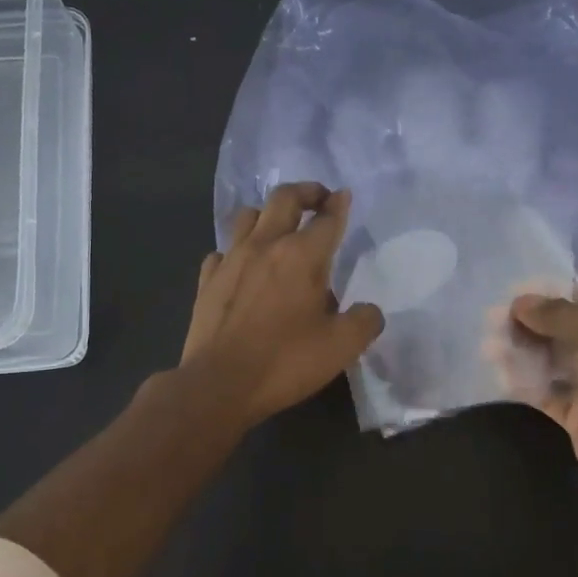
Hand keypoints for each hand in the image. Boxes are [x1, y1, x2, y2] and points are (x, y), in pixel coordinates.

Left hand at [179, 183, 385, 427]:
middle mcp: (265, 246)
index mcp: (302, 256)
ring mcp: (231, 260)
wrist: (219, 384)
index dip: (339, 204)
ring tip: (278, 228)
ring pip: (248, 216)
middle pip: (284, 199)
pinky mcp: (207, 280)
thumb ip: (364, 321)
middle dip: (305, 192)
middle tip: (318, 200)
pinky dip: (237, 250)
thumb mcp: (342, 347)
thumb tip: (370, 311)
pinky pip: (222, 251)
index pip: (327, 218)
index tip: (344, 197)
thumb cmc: (285, 362)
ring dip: (267, 214)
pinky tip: (243, 266)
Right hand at [500, 286, 577, 517]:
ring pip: (554, 359)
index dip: (555, 292)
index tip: (515, 290)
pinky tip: (498, 372)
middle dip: (532, 322)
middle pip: (569, 328)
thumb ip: (558, 314)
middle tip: (493, 317)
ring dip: (523, 350)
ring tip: (488, 344)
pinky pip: (547, 390)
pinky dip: (525, 381)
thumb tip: (519, 301)